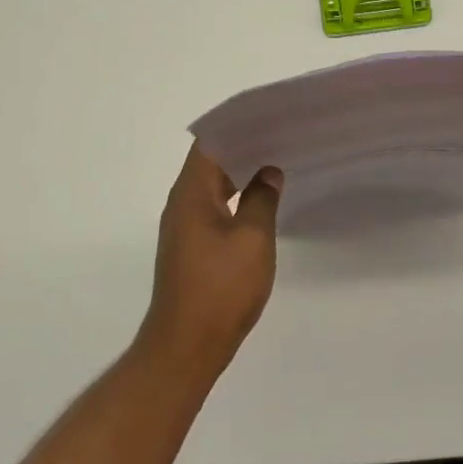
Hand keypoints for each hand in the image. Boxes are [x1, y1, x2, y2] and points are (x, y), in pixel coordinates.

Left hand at [141, 144, 283, 375]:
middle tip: (281, 135)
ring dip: (240, 172)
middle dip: (243, 146)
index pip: (210, 143)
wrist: (187, 347)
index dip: (236, 126)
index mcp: (191, 193)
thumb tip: (268, 172)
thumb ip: (262, 199)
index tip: (267, 116)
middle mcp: (182, 204)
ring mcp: (184, 227)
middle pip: (210, 161)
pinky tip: (261, 200)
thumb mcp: (252, 239)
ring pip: (213, 186)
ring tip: (276, 161)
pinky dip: (236, 197)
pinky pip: (214, 207)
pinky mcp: (191, 248)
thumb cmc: (221, 288)